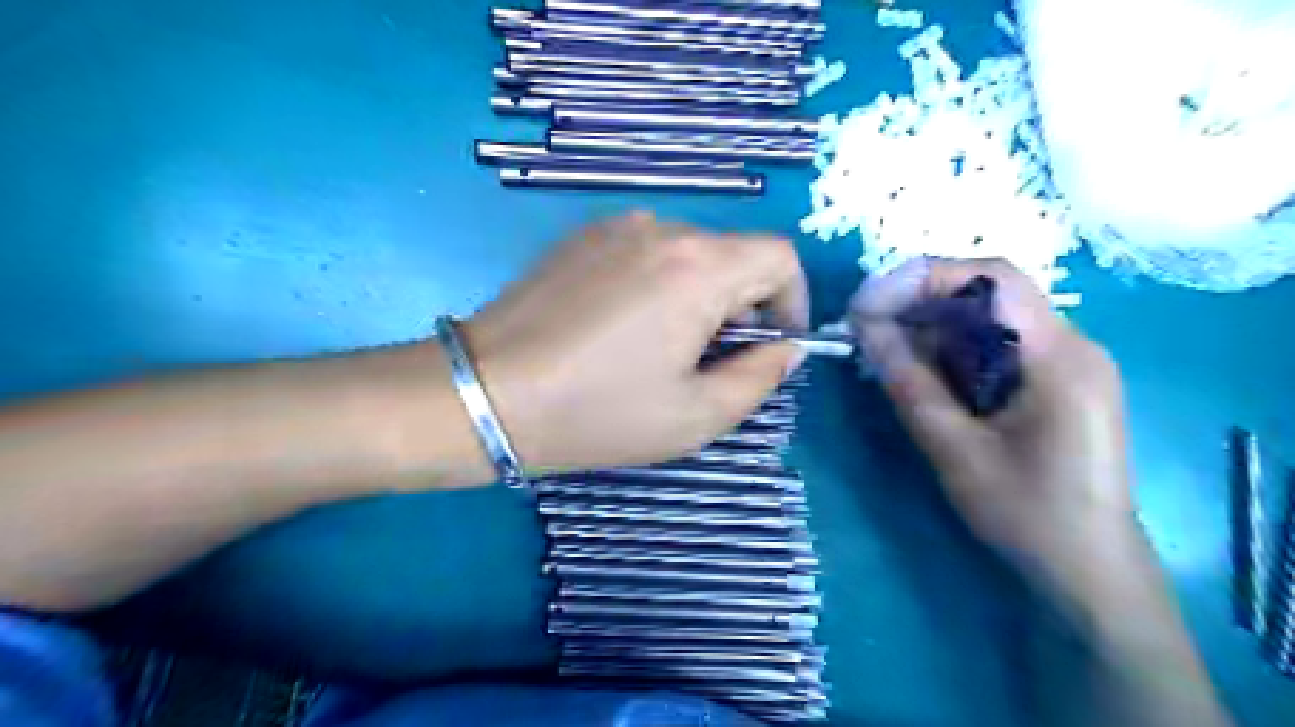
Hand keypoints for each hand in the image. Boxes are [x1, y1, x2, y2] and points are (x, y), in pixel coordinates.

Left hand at [465, 211, 806, 475]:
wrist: (487, 393)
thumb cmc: (597, 412)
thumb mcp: (696, 416)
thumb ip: (760, 378)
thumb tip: (786, 348)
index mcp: (698, 267)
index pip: (779, 257)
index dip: (792, 301)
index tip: (773, 346)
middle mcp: (662, 229)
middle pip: (733, 255)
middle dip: (741, 307)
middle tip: (710, 363)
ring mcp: (616, 226)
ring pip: (690, 254)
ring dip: (699, 297)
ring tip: (661, 350)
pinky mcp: (582, 237)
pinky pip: (647, 253)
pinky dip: (659, 284)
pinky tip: (623, 329)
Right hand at [859, 258, 1136, 598]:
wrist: (1089, 570)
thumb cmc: (1027, 515)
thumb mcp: (955, 450)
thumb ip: (910, 384)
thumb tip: (866, 328)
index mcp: (1059, 356)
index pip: (991, 279)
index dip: (923, 278)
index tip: (868, 304)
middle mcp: (1070, 345)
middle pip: (987, 294)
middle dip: (919, 302)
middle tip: (865, 328)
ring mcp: (1066, 362)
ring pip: (987, 319)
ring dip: (931, 327)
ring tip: (883, 351)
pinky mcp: (1054, 382)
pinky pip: (995, 346)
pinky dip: (950, 351)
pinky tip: (921, 373)